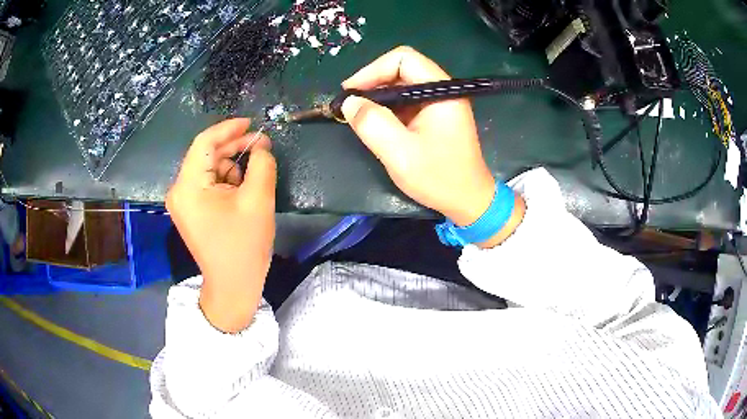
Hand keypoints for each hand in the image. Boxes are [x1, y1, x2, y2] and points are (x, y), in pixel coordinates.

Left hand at [167, 118, 275, 332]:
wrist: (233, 286)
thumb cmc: (244, 246)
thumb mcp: (258, 200)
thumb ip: (262, 164)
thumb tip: (261, 146)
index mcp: (188, 186)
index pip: (204, 142)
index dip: (229, 128)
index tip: (252, 123)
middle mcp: (179, 190)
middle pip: (205, 154)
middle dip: (233, 147)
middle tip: (261, 145)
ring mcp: (182, 201)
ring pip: (207, 167)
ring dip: (231, 165)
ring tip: (252, 176)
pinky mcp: (189, 209)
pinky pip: (206, 183)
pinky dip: (224, 180)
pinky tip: (240, 190)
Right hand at [341, 46, 524, 246]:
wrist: (469, 201)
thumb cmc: (439, 178)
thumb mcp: (400, 153)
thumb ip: (372, 124)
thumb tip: (349, 102)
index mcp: (442, 91)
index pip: (403, 59)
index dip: (372, 70)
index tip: (351, 92)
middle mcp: (443, 90)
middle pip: (402, 69)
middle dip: (373, 82)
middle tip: (350, 104)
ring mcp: (441, 102)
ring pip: (403, 84)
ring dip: (379, 96)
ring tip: (359, 114)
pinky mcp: (436, 115)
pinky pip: (408, 101)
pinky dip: (389, 107)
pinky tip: (376, 122)